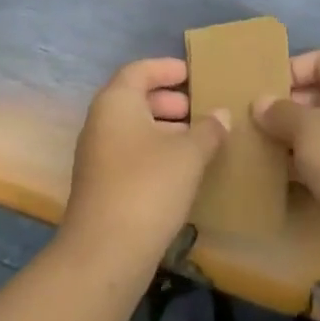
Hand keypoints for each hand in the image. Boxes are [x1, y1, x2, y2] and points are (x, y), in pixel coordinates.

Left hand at [61, 58, 227, 270]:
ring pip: (134, 128)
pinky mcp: (102, 184)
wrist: (106, 252)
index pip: (139, 70)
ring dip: (166, 128)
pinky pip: (132, 153)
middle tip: (201, 108)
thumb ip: (208, 129)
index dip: (167, 68)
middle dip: (169, 100)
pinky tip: (184, 169)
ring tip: (200, 139)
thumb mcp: (188, 154)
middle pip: (135, 98)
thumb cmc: (148, 186)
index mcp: (116, 102)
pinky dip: (156, 152)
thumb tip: (221, 115)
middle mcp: (101, 122)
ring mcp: (97, 155)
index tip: (193, 73)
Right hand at [253, 50, 319, 234]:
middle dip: (286, 105)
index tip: (261, 88)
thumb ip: (280, 111)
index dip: (292, 69)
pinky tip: (273, 170)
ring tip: (256, 142)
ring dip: (290, 136)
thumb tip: (260, 103)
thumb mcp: (308, 128)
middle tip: (252, 118)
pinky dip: (300, 163)